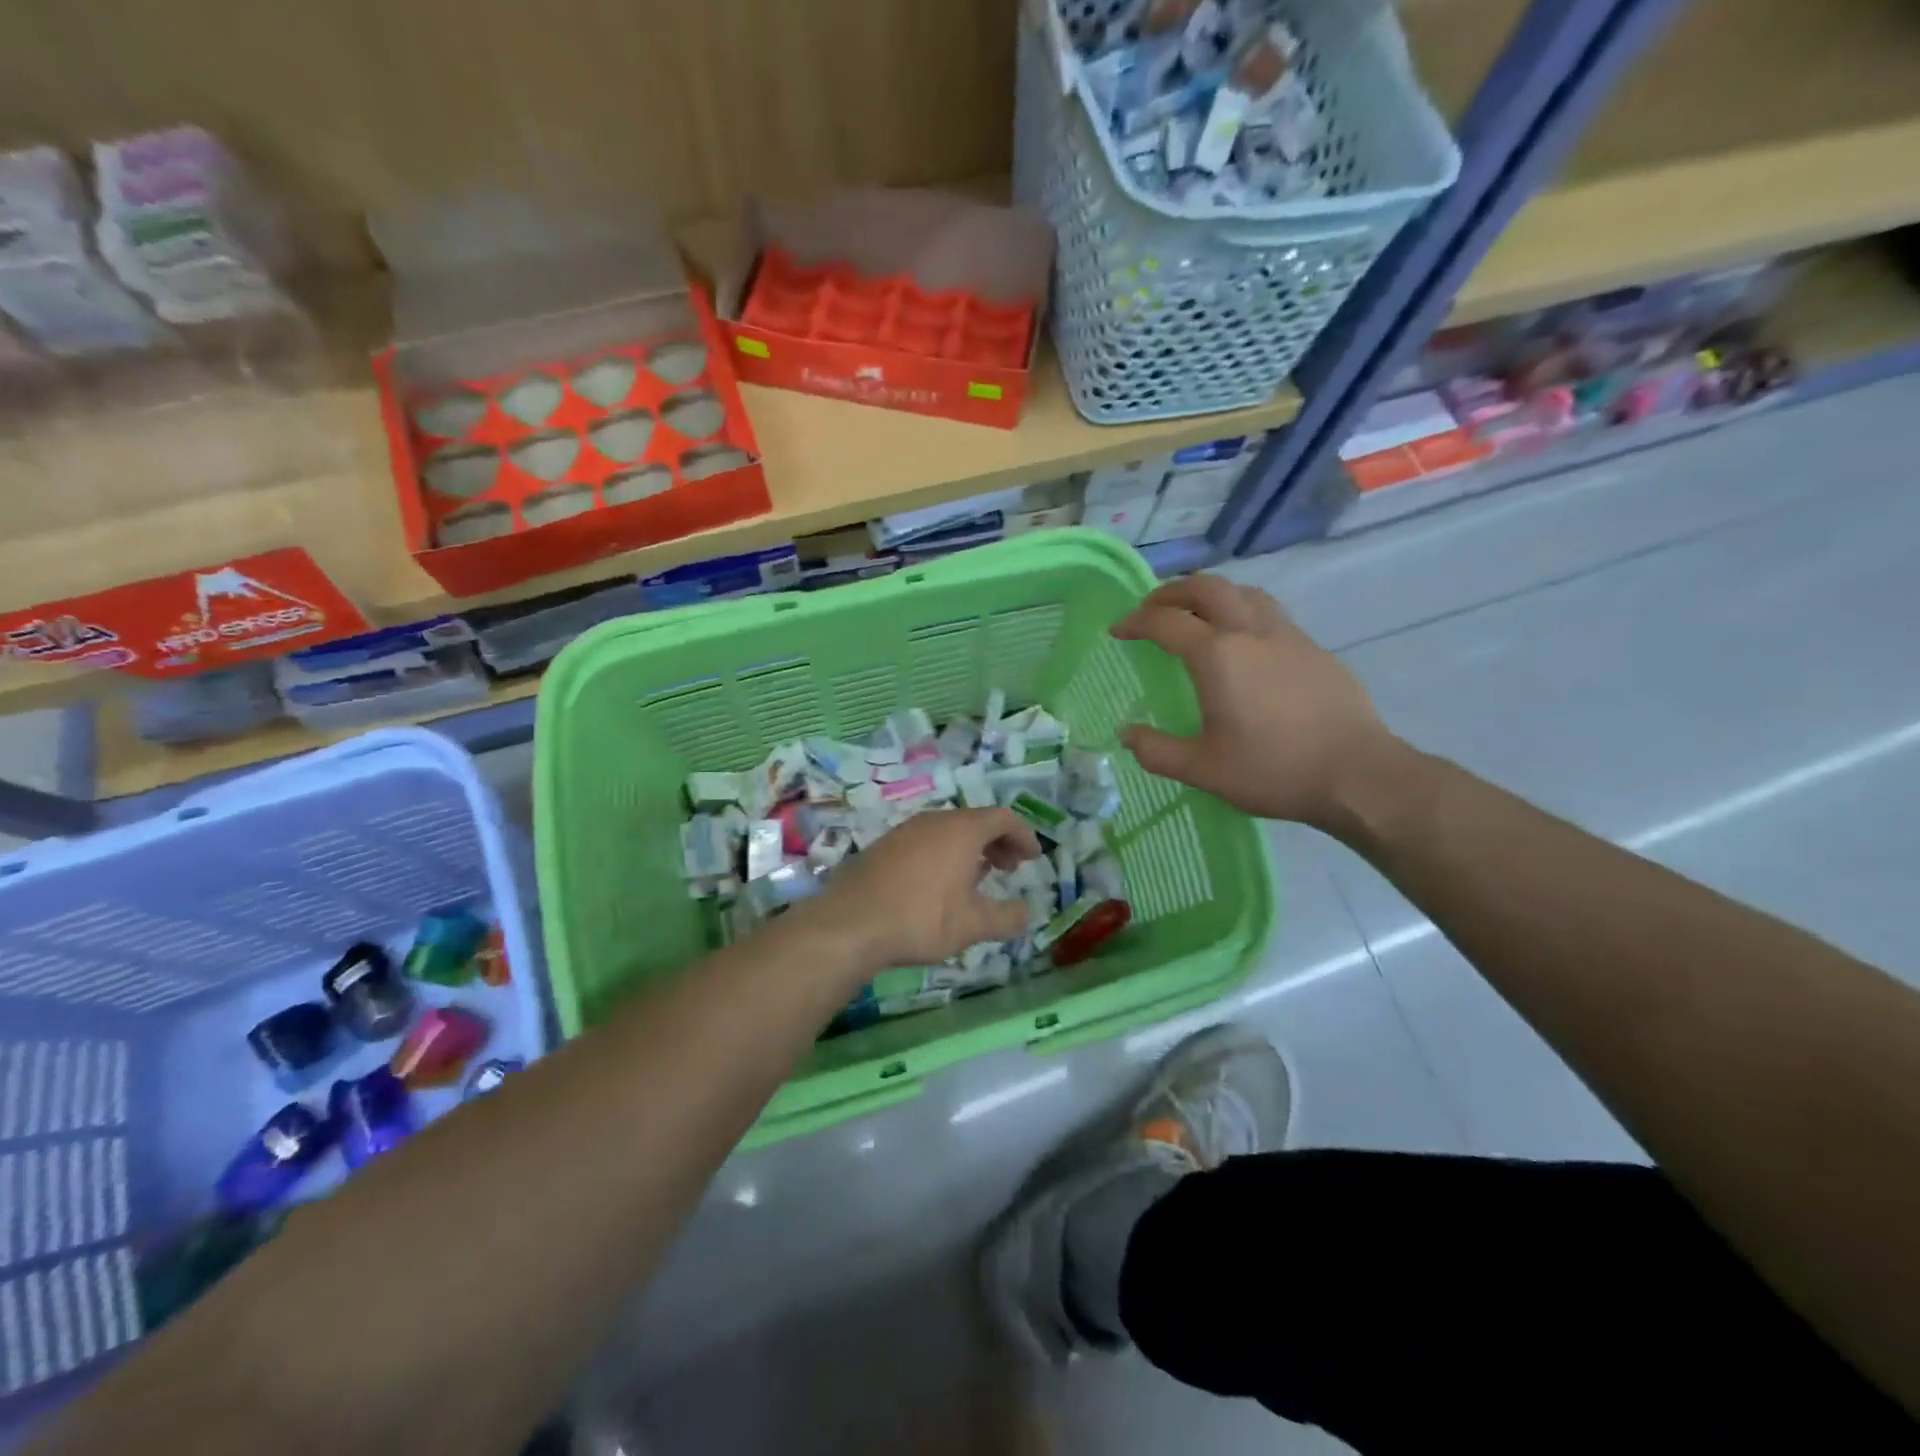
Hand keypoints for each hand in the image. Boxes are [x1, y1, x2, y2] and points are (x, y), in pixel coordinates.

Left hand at [817, 807, 1041, 968]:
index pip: (1003, 818)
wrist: (850, 923)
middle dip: (997, 842)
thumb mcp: (973, 925)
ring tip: (976, 878)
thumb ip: (1007, 918)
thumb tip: (1028, 912)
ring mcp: (905, 831)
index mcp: (962, 830)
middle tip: (1008, 868)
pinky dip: (943, 854)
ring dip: (969, 849)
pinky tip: (938, 885)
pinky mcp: (883, 846)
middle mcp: (934, 821)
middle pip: (975, 821)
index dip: (1023, 835)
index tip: (1033, 857)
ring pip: (947, 830)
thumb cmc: (921, 918)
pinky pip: (924, 841)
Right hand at [1112, 576, 1399, 829]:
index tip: (1117, 630)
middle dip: (1172, 591)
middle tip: (1152, 607)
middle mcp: (1251, 632)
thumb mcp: (1203, 769)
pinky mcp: (1315, 650)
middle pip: (1206, 588)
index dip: (1135, 621)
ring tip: (1196, 613)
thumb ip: (1157, 750)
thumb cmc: (1273, 771)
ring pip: (1244, 593)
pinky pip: (1270, 613)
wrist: (1357, 774)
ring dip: (1211, 594)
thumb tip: (1126, 733)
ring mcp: (1288, 636)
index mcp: (1217, 656)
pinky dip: (1243, 611)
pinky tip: (1244, 642)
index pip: (1165, 622)